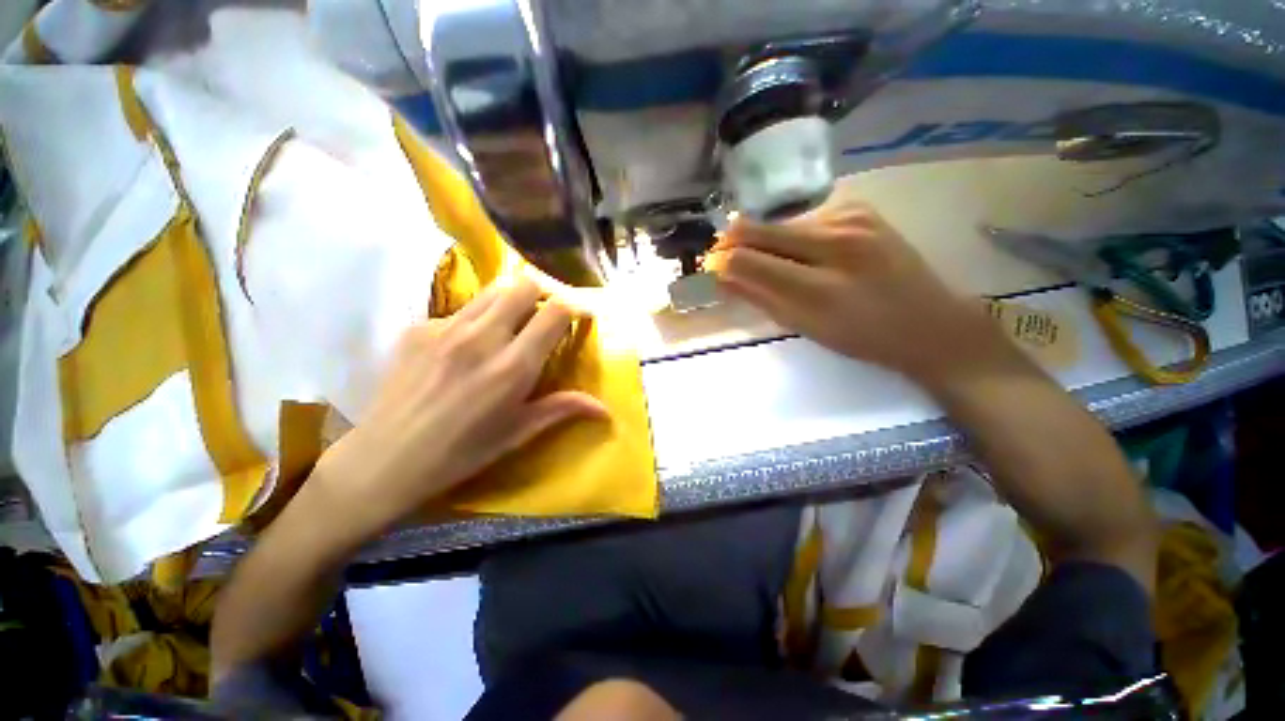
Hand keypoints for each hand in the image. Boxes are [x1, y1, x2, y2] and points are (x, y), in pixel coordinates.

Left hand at [313, 276, 606, 539]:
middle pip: (524, 285)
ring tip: (515, 323)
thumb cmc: (461, 453)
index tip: (582, 315)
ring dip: (514, 300)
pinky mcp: (419, 327)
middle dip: (545, 293)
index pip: (555, 311)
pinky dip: (479, 318)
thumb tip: (604, 409)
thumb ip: (563, 409)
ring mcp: (445, 328)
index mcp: (512, 367)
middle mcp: (482, 337)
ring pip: (494, 290)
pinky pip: (462, 309)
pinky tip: (470, 346)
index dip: (575, 306)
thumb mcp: (518, 433)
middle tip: (549, 314)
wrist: (384, 460)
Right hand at [709, 198, 1010, 386]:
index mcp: (821, 288)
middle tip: (726, 260)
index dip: (722, 262)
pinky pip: (805, 219)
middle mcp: (836, 241)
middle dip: (734, 244)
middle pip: (759, 230)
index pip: (750, 261)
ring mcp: (851, 217)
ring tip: (774, 265)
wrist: (930, 322)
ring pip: (780, 223)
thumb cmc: (862, 338)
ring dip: (765, 242)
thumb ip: (760, 299)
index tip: (712, 268)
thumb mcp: (805, 328)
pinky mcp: (859, 207)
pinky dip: (792, 236)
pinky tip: (804, 254)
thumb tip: (721, 277)